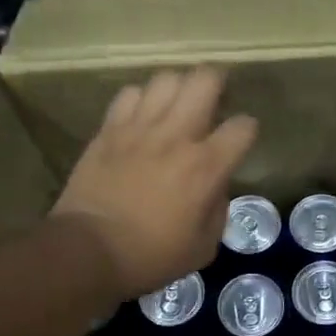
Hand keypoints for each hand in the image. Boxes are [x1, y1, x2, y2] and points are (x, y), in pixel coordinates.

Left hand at [53, 67, 257, 299]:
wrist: (88, 251)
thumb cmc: (150, 257)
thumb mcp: (202, 247)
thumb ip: (217, 210)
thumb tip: (214, 187)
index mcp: (206, 167)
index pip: (243, 126)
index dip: (247, 130)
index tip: (240, 141)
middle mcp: (176, 136)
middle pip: (205, 80)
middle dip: (217, 85)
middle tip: (214, 100)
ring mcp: (139, 128)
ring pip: (167, 79)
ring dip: (178, 88)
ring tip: (176, 105)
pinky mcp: (109, 129)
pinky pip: (130, 93)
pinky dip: (141, 100)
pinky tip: (141, 117)